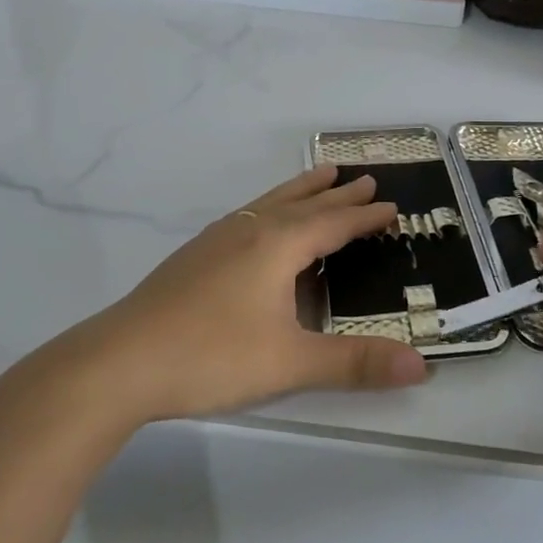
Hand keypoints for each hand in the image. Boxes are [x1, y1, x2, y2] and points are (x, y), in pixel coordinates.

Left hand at [63, 165, 428, 424]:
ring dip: (300, 191)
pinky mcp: (194, 256)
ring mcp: (217, 240)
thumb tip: (423, 366)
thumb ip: (355, 362)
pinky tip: (259, 225)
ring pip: (269, 204)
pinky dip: (270, 209)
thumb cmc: (211, 355)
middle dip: (337, 195)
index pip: (333, 223)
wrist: (120, 360)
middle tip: (364, 179)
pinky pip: (247, 217)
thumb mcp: (290, 363)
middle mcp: (249, 231)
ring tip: (320, 176)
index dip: (365, 217)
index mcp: (276, 245)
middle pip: (302, 204)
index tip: (392, 206)